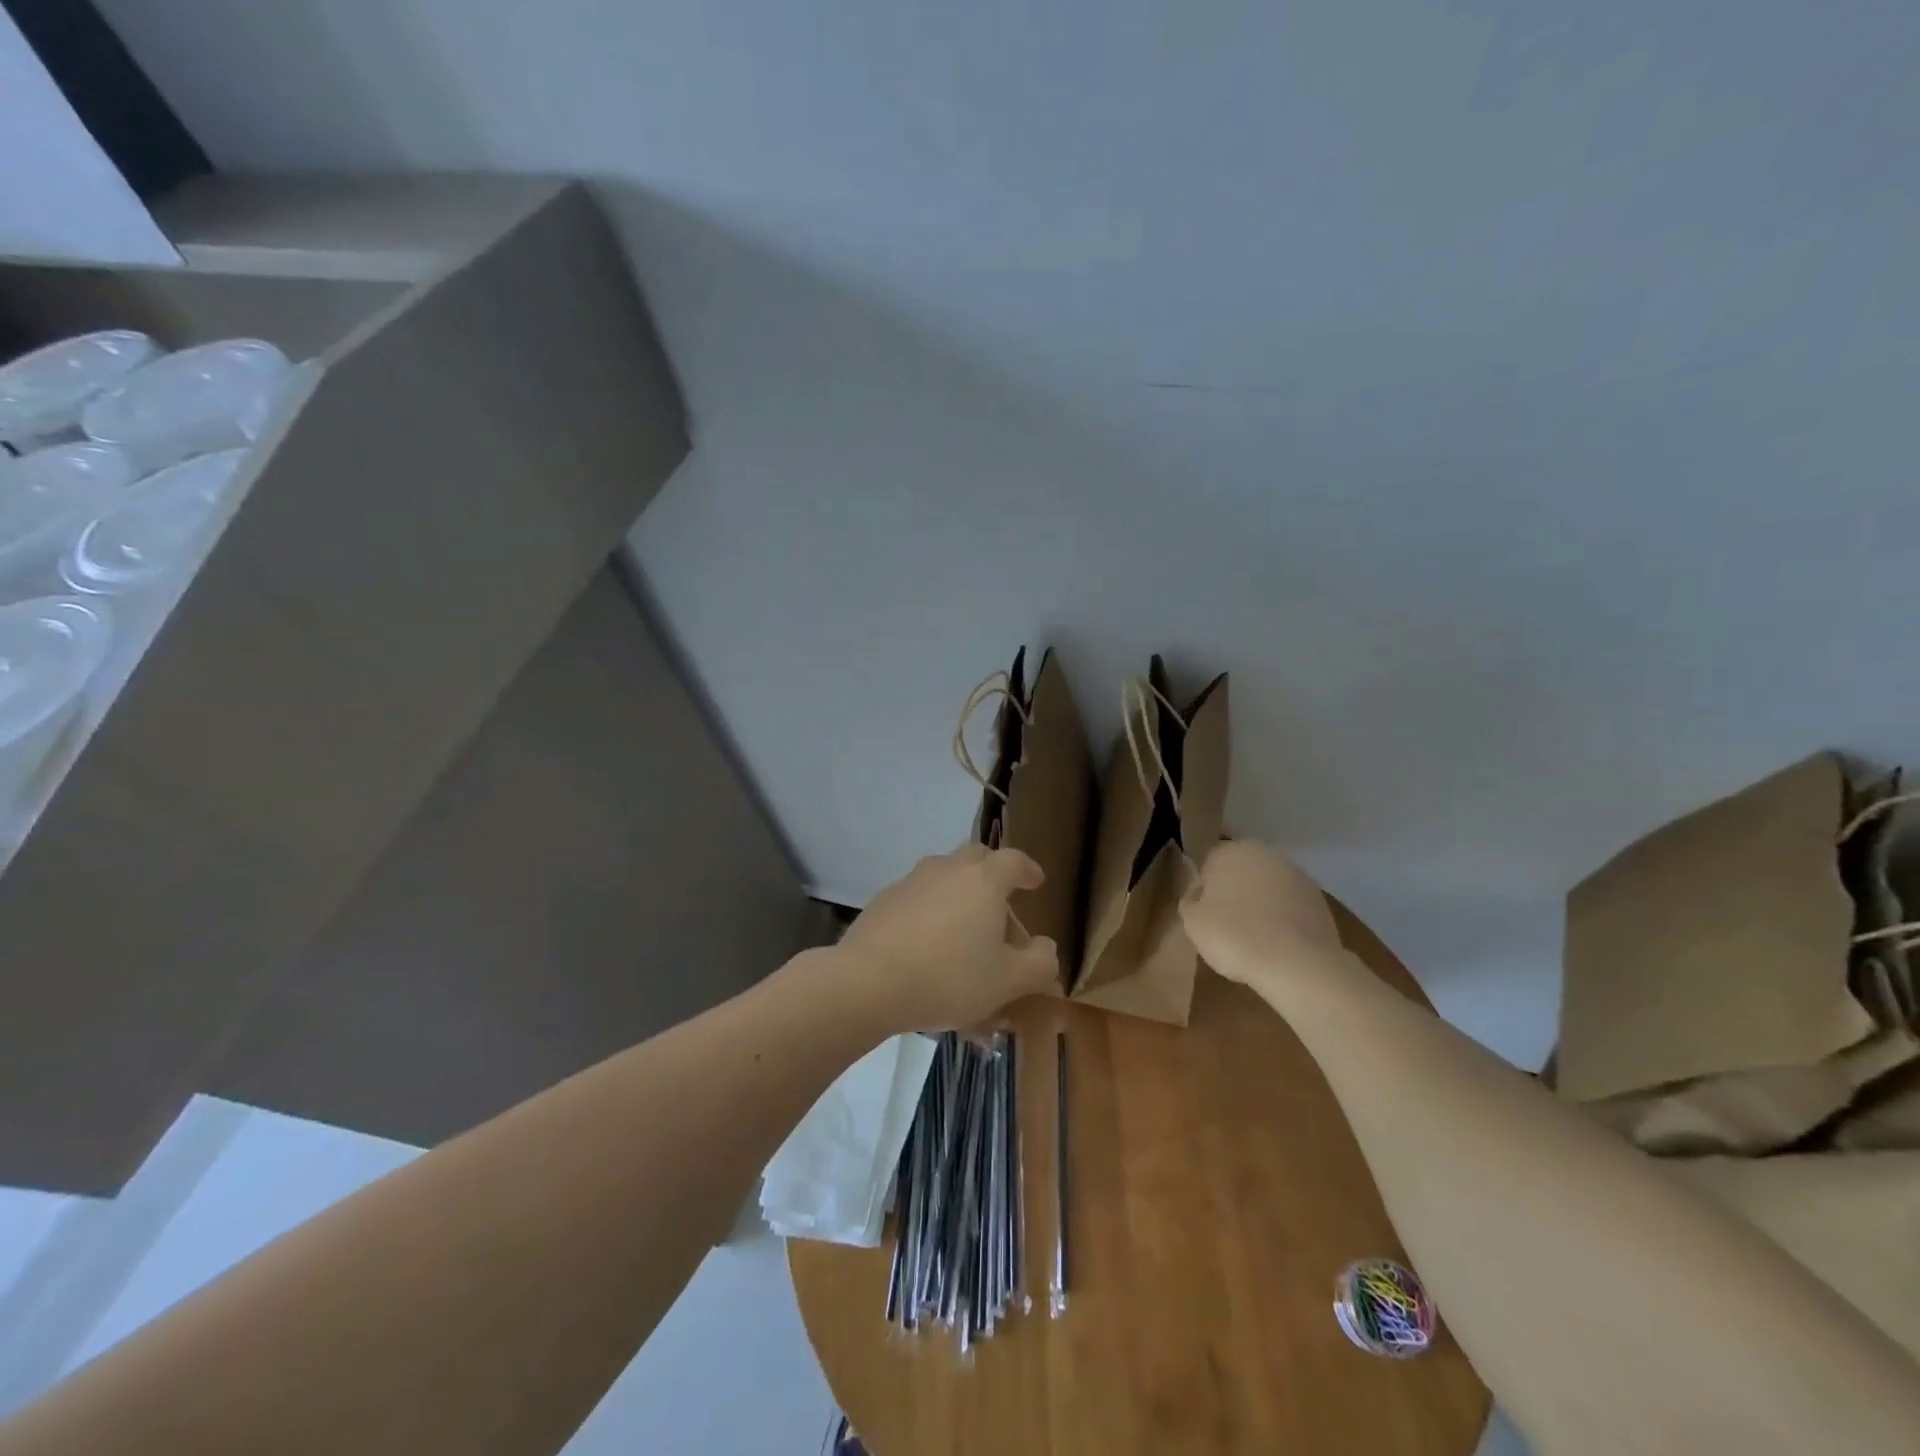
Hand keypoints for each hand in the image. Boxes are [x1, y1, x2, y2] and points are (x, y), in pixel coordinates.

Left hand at [835, 845, 1059, 1031]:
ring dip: (958, 892)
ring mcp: (911, 881)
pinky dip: (930, 911)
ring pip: (943, 875)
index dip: (1028, 869)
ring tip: (963, 928)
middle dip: (991, 873)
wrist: (869, 982)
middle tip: (1000, 902)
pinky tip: (927, 944)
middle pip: (975, 858)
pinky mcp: (883, 901)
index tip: (1035, 881)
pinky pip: (917, 898)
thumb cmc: (949, 977)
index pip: (1014, 860)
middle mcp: (948, 869)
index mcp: (984, 880)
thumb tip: (1046, 947)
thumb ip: (1038, 963)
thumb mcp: (1007, 981)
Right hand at [1179, 840, 1343, 987]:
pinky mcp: (1318, 898)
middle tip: (1228, 923)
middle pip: (1241, 870)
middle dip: (1235, 890)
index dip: (1205, 887)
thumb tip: (1198, 893)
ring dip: (1261, 902)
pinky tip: (1279, 942)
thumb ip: (1190, 900)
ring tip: (1255, 936)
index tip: (1205, 912)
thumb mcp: (1193, 922)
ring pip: (1268, 886)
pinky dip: (1283, 916)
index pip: (1209, 862)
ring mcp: (1296, 874)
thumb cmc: (1234, 936)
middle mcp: (1263, 853)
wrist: (1297, 963)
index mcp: (1229, 852)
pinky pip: (1290, 904)